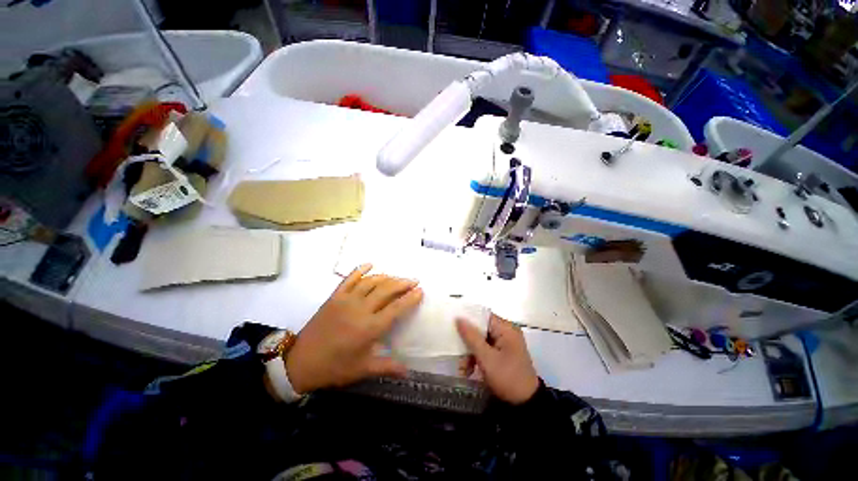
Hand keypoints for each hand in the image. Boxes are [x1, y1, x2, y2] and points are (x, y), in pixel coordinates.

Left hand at [285, 264, 422, 393]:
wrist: (300, 362)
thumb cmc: (335, 367)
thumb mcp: (362, 369)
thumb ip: (387, 367)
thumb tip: (409, 372)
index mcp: (370, 327)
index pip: (396, 308)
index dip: (410, 298)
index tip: (420, 290)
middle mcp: (360, 309)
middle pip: (386, 290)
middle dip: (402, 283)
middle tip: (414, 280)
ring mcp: (346, 300)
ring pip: (371, 282)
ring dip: (387, 277)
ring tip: (397, 277)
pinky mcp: (334, 297)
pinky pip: (349, 279)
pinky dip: (360, 270)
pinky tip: (370, 264)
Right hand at [456, 314, 539, 404]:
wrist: (526, 404)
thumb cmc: (507, 377)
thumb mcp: (486, 358)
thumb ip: (471, 336)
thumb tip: (459, 318)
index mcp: (506, 328)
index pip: (482, 316)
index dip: (468, 319)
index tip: (454, 326)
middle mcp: (506, 332)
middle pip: (480, 329)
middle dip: (468, 343)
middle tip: (458, 355)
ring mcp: (505, 343)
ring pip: (481, 341)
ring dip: (471, 354)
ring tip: (464, 369)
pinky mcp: (503, 353)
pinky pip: (486, 349)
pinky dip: (478, 358)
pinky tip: (470, 371)